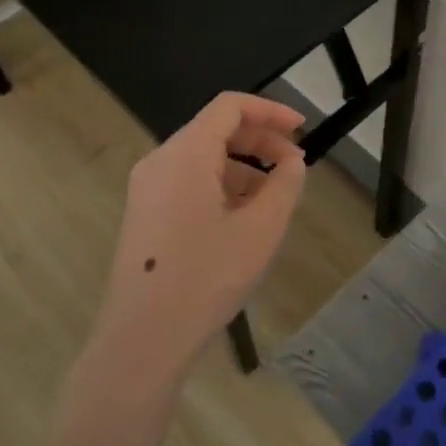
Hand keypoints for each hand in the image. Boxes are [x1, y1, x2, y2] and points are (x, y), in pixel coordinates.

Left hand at [93, 93, 308, 381]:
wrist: (143, 338)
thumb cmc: (206, 277)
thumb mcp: (261, 229)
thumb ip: (284, 184)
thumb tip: (291, 161)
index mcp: (185, 153)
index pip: (230, 107)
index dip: (270, 111)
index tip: (302, 129)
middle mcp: (160, 160)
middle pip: (215, 129)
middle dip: (260, 140)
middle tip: (294, 166)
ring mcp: (147, 188)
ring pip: (202, 157)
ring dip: (243, 166)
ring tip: (273, 198)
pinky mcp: (145, 214)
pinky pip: (188, 181)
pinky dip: (220, 185)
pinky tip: (242, 218)